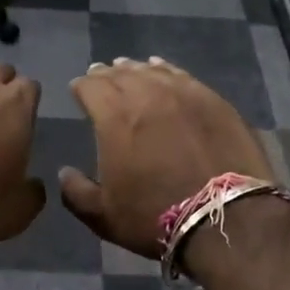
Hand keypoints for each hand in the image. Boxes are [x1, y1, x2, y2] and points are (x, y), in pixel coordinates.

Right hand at [59, 58, 272, 258]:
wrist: (225, 219)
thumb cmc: (155, 218)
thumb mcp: (103, 216)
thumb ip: (76, 192)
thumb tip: (64, 172)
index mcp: (115, 118)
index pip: (91, 87)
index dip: (81, 87)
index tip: (77, 90)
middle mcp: (147, 95)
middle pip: (121, 74)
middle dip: (106, 75)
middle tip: (100, 77)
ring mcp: (184, 94)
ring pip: (153, 71)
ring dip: (135, 70)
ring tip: (128, 69)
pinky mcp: (214, 100)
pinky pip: (183, 76)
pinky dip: (167, 70)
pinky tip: (163, 70)